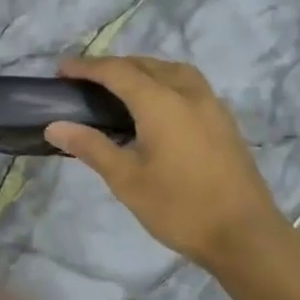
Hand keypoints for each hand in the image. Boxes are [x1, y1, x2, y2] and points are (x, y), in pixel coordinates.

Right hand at [45, 56, 292, 269]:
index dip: (86, 67)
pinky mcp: (224, 121)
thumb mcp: (126, 179)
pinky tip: (156, 105)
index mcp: (161, 103)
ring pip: (172, 70)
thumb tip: (55, 126)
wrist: (245, 235)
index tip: (61, 69)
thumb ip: (91, 147)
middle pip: (145, 64)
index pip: (117, 72)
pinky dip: (164, 81)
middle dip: (113, 66)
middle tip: (84, 79)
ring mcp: (211, 105)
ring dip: (142, 69)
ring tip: (120, 86)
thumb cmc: (179, 207)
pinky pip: (189, 85)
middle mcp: (188, 93)